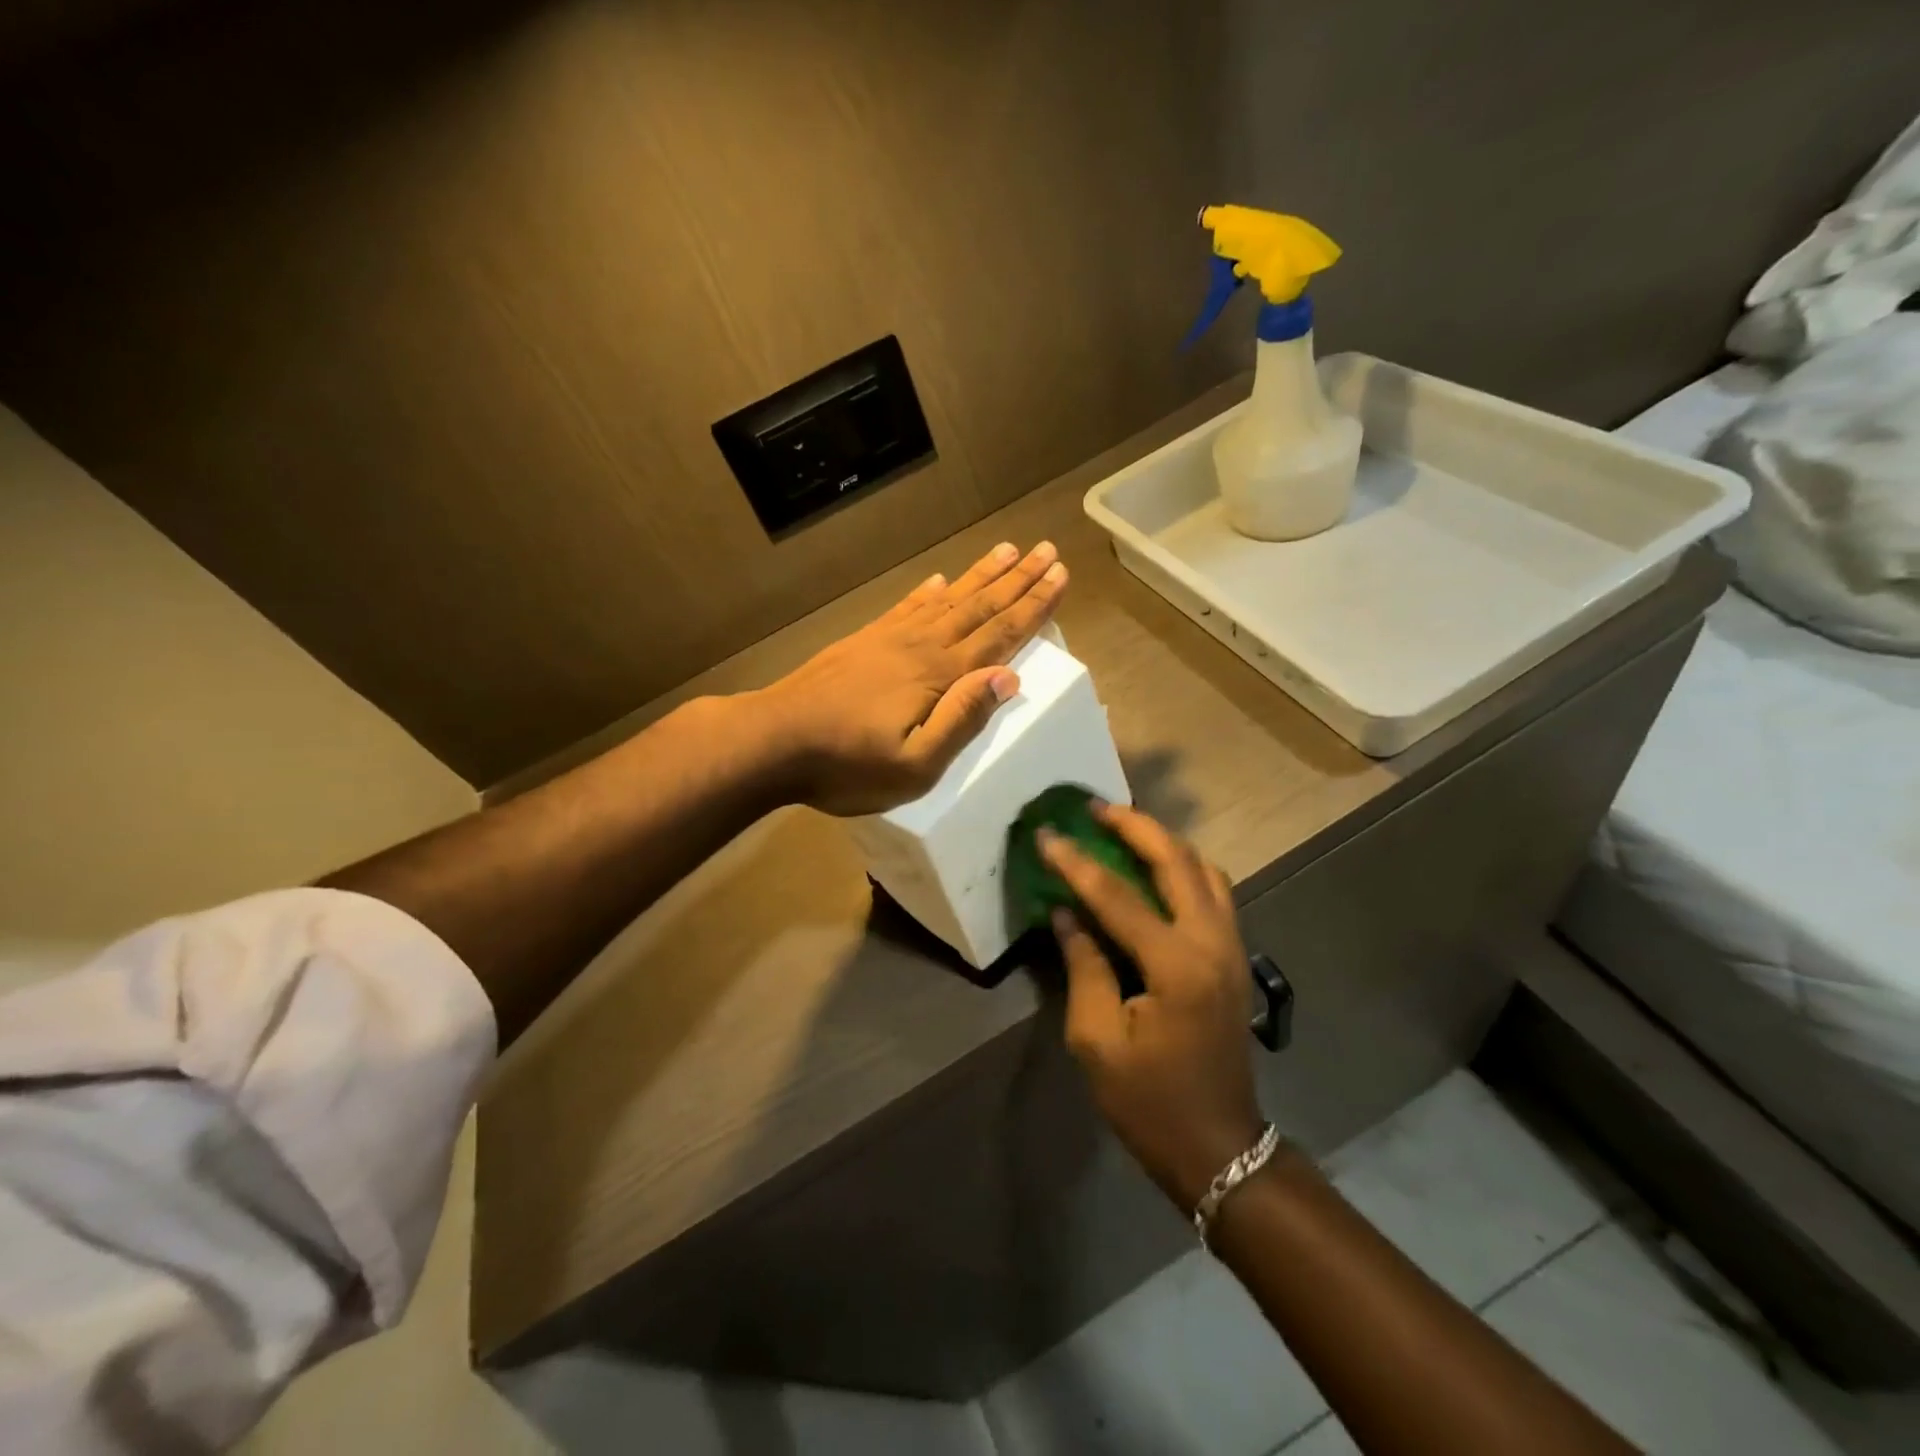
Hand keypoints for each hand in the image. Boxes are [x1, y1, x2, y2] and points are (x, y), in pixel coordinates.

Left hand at [758, 540, 1067, 816]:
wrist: (773, 740)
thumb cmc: (846, 765)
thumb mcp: (914, 765)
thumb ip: (962, 720)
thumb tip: (1008, 677)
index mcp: (940, 676)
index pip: (999, 635)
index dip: (1033, 606)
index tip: (1060, 575)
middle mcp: (921, 647)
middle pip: (979, 607)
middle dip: (1017, 580)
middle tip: (1047, 549)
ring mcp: (889, 639)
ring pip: (947, 599)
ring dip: (980, 576)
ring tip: (1007, 550)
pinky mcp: (863, 642)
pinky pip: (905, 608)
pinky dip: (926, 592)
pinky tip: (938, 580)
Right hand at [1041, 804, 1264, 1210]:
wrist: (1219, 1146)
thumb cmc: (1149, 1101)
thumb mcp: (1097, 1039)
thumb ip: (1084, 966)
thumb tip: (1067, 913)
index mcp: (1176, 966)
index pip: (1117, 896)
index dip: (1076, 862)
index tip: (1046, 834)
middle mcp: (1213, 943)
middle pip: (1178, 860)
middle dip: (1135, 826)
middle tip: (1096, 808)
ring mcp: (1232, 948)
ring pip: (1204, 869)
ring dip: (1164, 842)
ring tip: (1124, 830)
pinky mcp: (1235, 957)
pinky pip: (1214, 891)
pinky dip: (1184, 868)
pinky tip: (1154, 871)